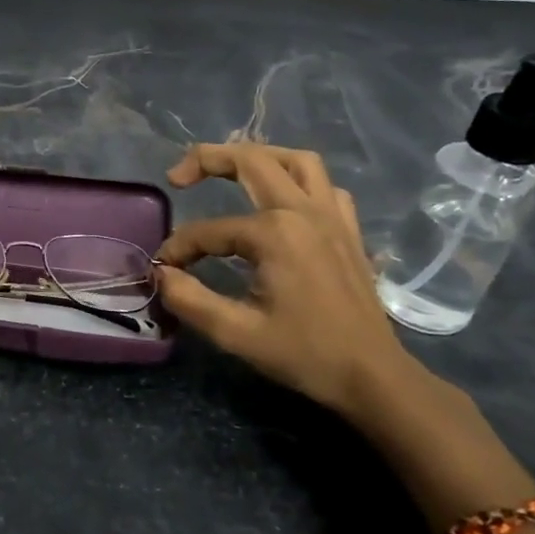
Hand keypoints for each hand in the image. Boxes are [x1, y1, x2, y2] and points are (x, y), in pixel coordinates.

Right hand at [155, 143, 421, 423]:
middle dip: (207, 159)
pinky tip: (282, 200)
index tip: (163, 269)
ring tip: (230, 170)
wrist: (373, 376)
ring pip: (295, 160)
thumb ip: (190, 299)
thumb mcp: (236, 334)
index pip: (208, 231)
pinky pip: (324, 186)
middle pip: (251, 161)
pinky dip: (298, 181)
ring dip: (258, 157)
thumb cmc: (305, 354)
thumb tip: (161, 274)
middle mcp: (303, 211)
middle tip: (177, 178)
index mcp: (275, 233)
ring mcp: (332, 216)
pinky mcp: (348, 230)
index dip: (179, 248)